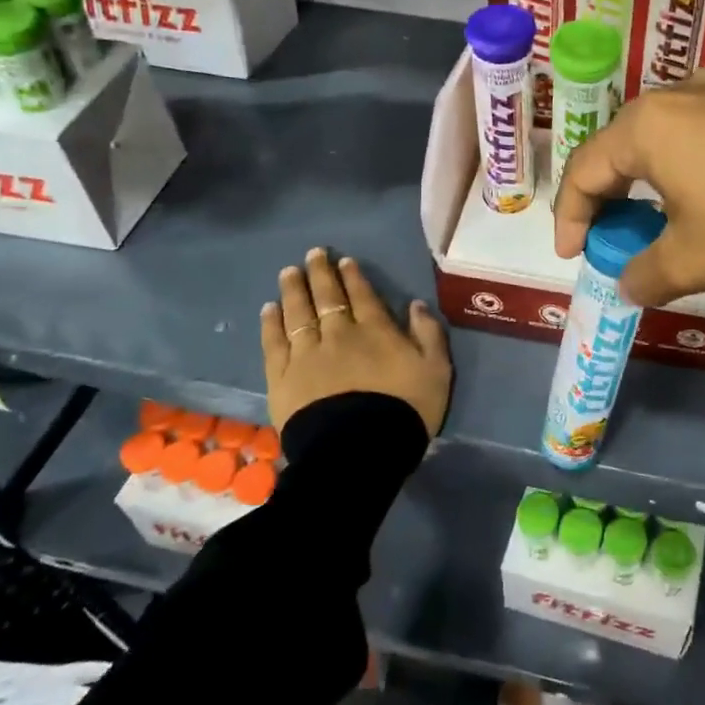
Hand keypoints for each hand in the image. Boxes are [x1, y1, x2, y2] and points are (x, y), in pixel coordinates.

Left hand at [260, 248, 451, 437]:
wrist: (359, 450)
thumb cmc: (405, 410)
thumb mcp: (436, 371)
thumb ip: (429, 334)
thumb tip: (416, 304)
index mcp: (375, 331)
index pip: (362, 295)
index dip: (352, 276)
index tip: (343, 261)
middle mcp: (338, 334)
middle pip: (327, 297)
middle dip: (320, 273)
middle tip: (312, 254)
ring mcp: (306, 354)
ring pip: (297, 314)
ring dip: (293, 290)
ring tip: (288, 272)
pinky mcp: (282, 378)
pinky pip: (274, 343)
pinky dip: (271, 324)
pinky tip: (268, 309)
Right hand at [554, 68, 704, 305]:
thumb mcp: (695, 260)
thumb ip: (645, 274)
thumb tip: (628, 284)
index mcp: (647, 125)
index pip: (584, 170)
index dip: (570, 217)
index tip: (573, 256)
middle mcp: (681, 92)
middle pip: (623, 146)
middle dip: (611, 196)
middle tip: (616, 237)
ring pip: (668, 135)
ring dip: (653, 178)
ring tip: (665, 217)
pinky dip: (694, 163)